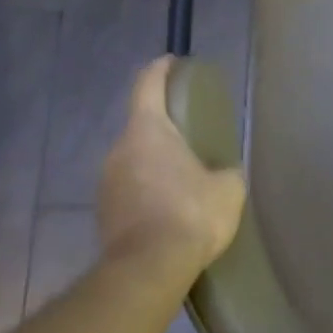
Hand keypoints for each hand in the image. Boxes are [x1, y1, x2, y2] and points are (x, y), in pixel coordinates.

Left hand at [98, 57, 246, 284]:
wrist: (148, 270)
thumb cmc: (191, 214)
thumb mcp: (228, 188)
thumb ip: (225, 171)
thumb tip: (222, 173)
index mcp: (148, 130)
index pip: (147, 84)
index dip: (160, 69)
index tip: (172, 62)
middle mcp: (119, 149)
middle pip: (141, 125)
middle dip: (164, 126)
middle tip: (191, 135)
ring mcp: (106, 183)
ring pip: (133, 159)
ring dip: (155, 162)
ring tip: (183, 177)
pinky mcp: (104, 213)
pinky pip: (129, 189)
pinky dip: (147, 190)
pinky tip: (169, 209)